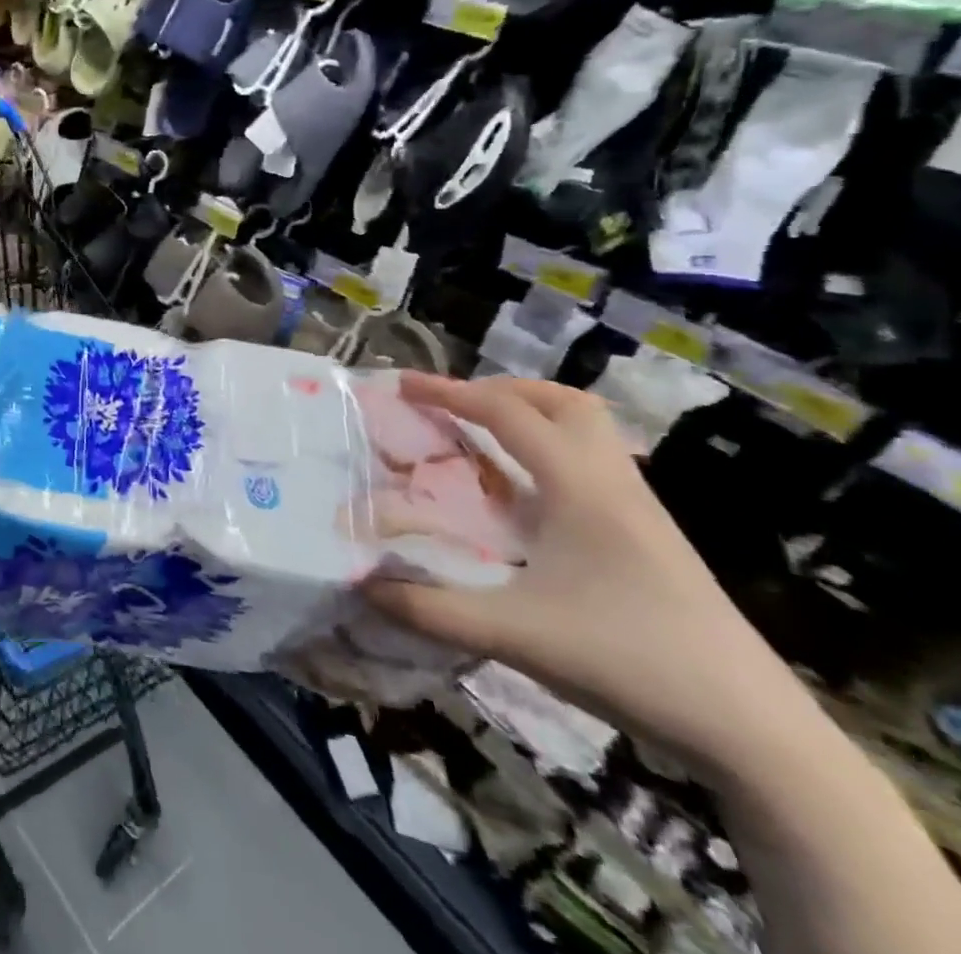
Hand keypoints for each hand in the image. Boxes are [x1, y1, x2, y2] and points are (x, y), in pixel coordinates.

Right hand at [365, 373, 803, 774]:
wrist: (757, 734)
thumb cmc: (630, 663)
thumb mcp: (515, 636)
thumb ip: (430, 609)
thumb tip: (361, 585)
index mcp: (579, 488)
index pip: (506, 413)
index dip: (449, 392)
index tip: (402, 385)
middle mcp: (613, 484)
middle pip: (562, 403)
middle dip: (501, 391)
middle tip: (454, 407)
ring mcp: (641, 511)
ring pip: (588, 431)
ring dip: (532, 418)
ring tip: (484, 439)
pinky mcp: (654, 539)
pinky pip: (596, 466)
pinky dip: (552, 454)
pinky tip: (527, 497)